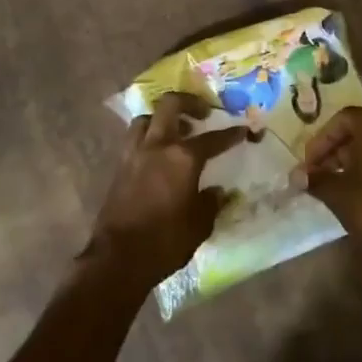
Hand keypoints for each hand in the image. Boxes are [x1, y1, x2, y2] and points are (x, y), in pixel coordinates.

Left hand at [87, 93, 244, 289]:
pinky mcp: (119, 167)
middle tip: (203, 114)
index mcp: (182, 158)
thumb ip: (211, 202)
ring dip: (163, 119)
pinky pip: (135, 139)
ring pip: (146, 118)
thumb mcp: (199, 225)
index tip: (243, 130)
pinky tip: (158, 154)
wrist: (118, 258)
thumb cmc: (165, 241)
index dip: (231, 134)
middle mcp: (157, 146)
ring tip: (177, 132)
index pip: (213, 139)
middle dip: (189, 102)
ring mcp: (134, 154)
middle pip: (170, 105)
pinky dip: (148, 137)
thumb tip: (218, 191)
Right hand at [297, 106, 361, 257]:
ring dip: (347, 163)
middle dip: (332, 152)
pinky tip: (351, 194)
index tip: (308, 164)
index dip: (320, 141)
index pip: (341, 119)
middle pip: (356, 132)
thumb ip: (314, 179)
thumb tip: (295, 176)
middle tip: (315, 175)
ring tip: (329, 187)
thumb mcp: (337, 192)